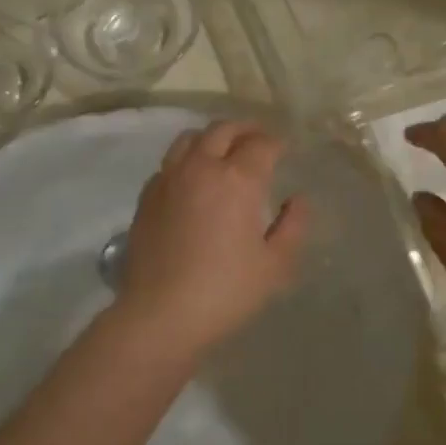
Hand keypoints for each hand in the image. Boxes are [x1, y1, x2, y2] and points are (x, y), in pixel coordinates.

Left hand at [113, 121, 309, 360]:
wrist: (161, 314)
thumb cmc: (226, 291)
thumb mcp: (275, 265)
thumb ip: (293, 226)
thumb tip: (298, 200)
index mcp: (238, 179)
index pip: (262, 144)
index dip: (277, 143)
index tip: (285, 149)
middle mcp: (201, 167)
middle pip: (223, 130)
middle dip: (246, 129)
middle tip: (259, 140)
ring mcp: (169, 178)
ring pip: (190, 138)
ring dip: (213, 137)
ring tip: (224, 150)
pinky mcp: (147, 196)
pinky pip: (170, 163)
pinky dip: (187, 160)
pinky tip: (194, 179)